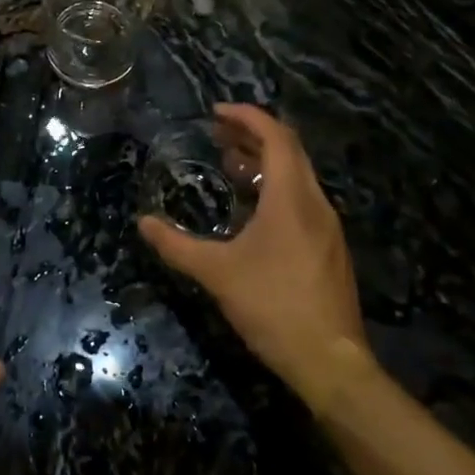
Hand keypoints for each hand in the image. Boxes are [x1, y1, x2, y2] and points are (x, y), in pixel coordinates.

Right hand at [138, 105, 369, 391]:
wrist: (330, 362)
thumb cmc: (272, 306)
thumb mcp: (216, 273)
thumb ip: (176, 245)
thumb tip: (143, 223)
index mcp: (291, 198)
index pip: (276, 137)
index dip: (247, 117)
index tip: (216, 112)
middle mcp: (315, 203)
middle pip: (289, 150)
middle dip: (253, 134)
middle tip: (217, 132)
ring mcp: (327, 227)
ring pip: (297, 175)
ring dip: (264, 161)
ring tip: (229, 164)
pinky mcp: (329, 247)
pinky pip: (302, 198)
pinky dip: (275, 186)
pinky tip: (251, 208)